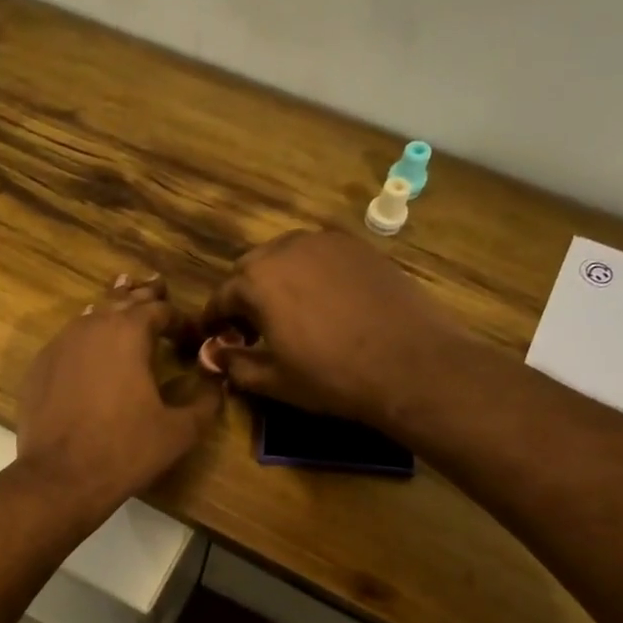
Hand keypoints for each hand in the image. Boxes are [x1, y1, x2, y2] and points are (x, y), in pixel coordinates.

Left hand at [17, 273, 222, 513]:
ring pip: (91, 315)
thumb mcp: (180, 430)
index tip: (194, 337)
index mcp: (128, 332)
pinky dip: (86, 336)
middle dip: (144, 295)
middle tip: (158, 286)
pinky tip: (90, 346)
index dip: (182, 321)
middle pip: (122, 300)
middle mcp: (91, 327)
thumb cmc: (125, 451)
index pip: (160, 310)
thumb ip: (207, 400)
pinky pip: (68, 340)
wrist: (59, 478)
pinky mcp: (39, 367)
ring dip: (112, 309)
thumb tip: (218, 379)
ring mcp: (59, 344)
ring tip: (124, 299)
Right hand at [197, 230, 458, 426]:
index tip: (215, 337)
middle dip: (244, 294)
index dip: (214, 320)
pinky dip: (311, 272)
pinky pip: (320, 254)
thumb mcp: (273, 380)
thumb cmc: (332, 376)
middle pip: (250, 267)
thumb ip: (234, 364)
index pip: (221, 297)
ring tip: (288, 310)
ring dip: (277, 278)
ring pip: (285, 254)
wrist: (411, 363)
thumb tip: (212, 356)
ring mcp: (326, 242)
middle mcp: (286, 249)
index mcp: (257, 280)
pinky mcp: (359, 247)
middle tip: (252, 326)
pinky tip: (325, 300)